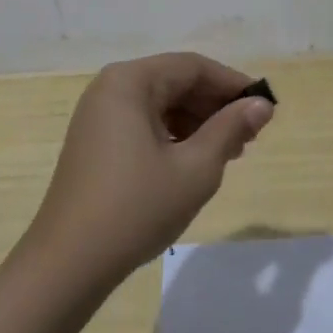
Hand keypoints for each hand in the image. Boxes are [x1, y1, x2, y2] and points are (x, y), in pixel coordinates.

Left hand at [23, 53, 274, 285]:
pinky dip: (173, 136)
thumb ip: (231, 129)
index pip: (193, 67)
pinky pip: (144, 123)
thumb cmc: (136, 208)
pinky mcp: (95, 141)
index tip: (265, 108)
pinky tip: (194, 161)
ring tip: (229, 153)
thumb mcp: (195, 168)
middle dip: (216, 106)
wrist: (68, 264)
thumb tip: (262, 104)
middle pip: (175, 82)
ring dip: (197, 123)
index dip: (232, 84)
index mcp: (130, 82)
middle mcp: (110, 88)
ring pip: (161, 104)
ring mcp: (99, 115)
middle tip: (251, 136)